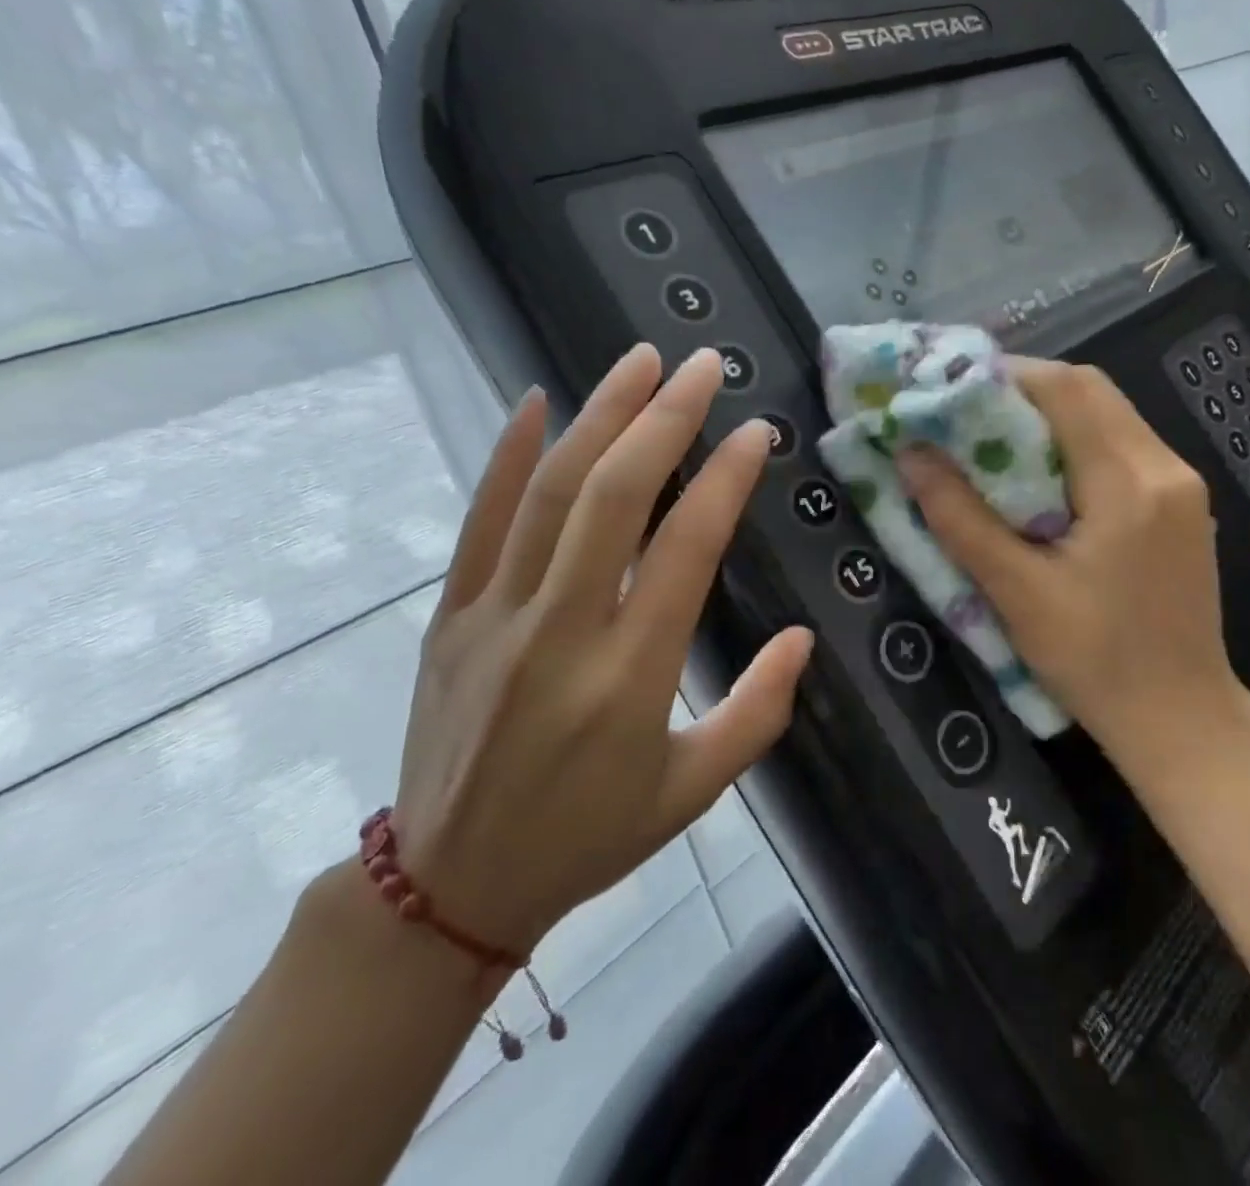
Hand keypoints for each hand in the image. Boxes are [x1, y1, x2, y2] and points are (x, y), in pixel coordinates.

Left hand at [392, 345, 812, 958]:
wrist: (449, 889)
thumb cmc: (589, 838)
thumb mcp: (694, 792)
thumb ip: (757, 712)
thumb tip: (800, 638)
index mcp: (630, 677)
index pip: (686, 550)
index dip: (725, 480)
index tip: (756, 432)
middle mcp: (561, 632)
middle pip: (614, 497)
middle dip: (665, 419)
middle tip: (703, 365)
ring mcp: (495, 617)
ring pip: (550, 492)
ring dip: (599, 415)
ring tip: (640, 362)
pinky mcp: (450, 616)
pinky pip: (480, 521)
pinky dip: (509, 455)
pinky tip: (535, 401)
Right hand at [898, 358, 1249, 781]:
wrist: (1183, 720)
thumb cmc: (1096, 664)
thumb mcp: (1017, 594)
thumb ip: (961, 519)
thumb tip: (911, 455)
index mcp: (1129, 484)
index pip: (1069, 390)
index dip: (1007, 375)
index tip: (952, 389)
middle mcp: (1165, 468)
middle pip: (1092, 391)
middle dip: (1025, 389)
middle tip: (966, 412)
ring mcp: (1182, 485)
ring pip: (1109, 415)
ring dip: (1050, 414)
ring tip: (993, 438)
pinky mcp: (1182, 506)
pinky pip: (1123, 446)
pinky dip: (1076, 441)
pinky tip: (1041, 473)